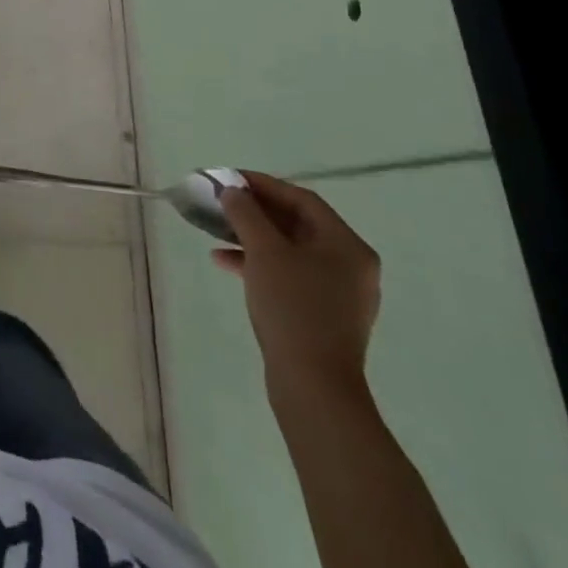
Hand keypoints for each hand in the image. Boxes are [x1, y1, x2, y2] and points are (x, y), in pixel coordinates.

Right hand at [214, 171, 380, 398]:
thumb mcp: (264, 251)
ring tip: (217, 231)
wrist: (314, 387)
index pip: (301, 199)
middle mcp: (350, 266)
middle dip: (255, 212)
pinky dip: (260, 264)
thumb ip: (246, 213)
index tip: (229, 179)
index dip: (263, 184)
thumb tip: (232, 191)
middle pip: (297, 224)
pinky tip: (226, 263)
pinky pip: (290, 275)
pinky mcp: (324, 316)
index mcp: (347, 246)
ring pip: (290, 250)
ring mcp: (339, 293)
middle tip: (222, 203)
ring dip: (252, 237)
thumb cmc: (293, 308)